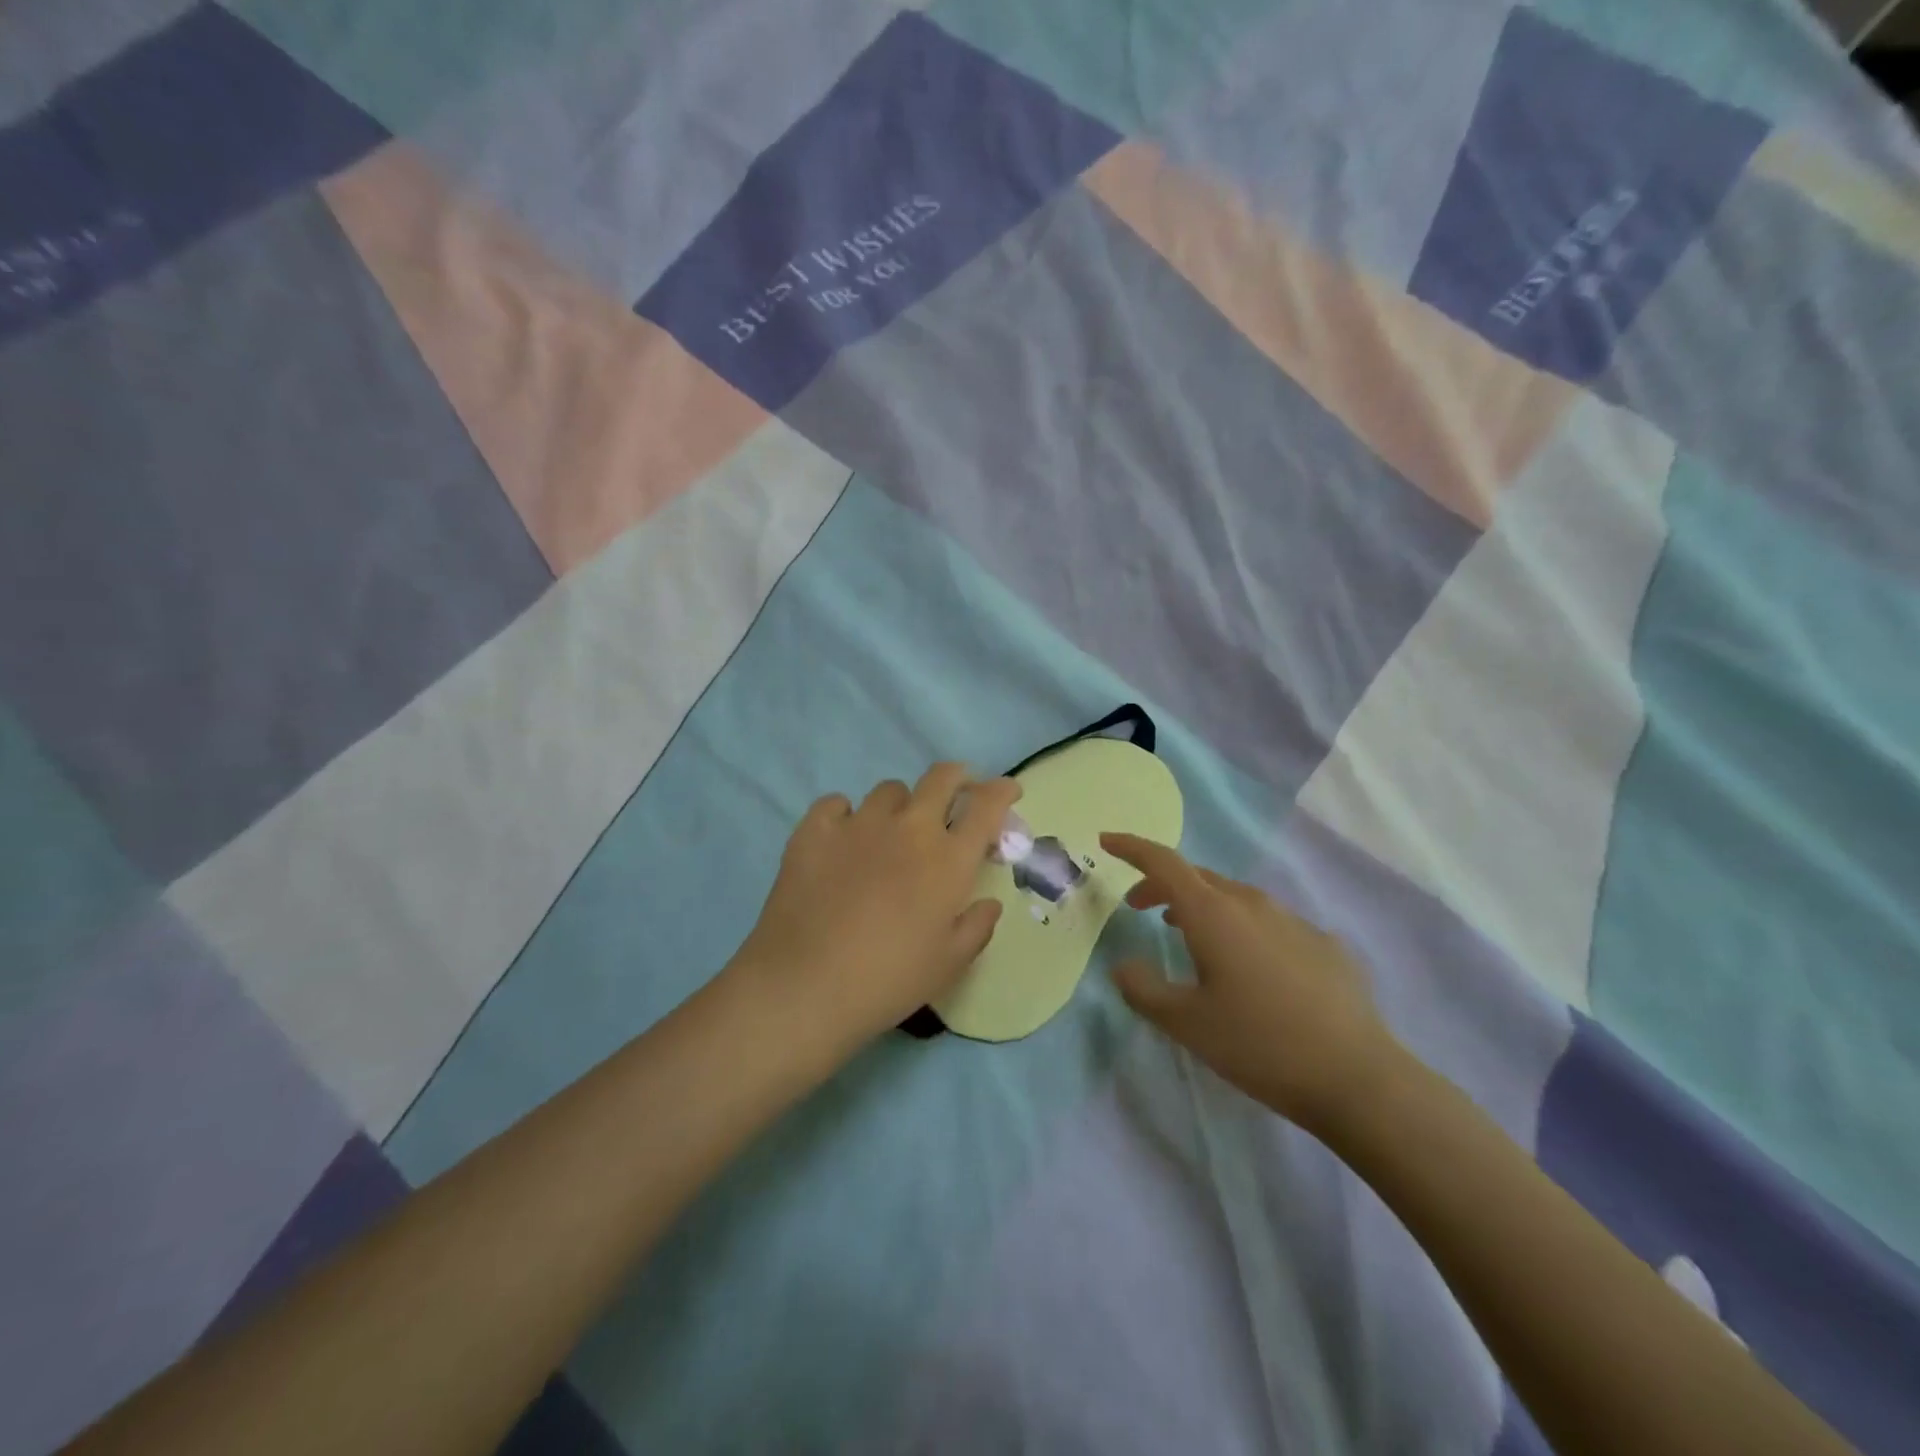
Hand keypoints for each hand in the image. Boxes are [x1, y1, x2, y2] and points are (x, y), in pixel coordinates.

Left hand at [732, 765, 1022, 1058]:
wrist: (806, 985)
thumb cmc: (889, 980)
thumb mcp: (948, 964)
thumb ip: (976, 927)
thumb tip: (988, 903)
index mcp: (949, 859)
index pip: (986, 806)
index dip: (1002, 790)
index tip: (1007, 790)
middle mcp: (909, 828)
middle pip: (941, 777)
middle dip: (957, 777)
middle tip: (956, 793)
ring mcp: (859, 823)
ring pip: (889, 790)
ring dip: (900, 805)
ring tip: (891, 832)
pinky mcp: (814, 830)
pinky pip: (836, 804)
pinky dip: (845, 815)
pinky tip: (841, 839)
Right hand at [1102, 833, 1400, 1130]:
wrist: (1357, 1077)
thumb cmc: (1258, 1044)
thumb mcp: (1185, 1023)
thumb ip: (1143, 989)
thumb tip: (1122, 966)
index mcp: (1213, 914)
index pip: (1163, 863)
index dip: (1131, 848)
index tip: (1106, 841)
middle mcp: (1252, 904)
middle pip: (1197, 877)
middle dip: (1161, 884)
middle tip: (1139, 908)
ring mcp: (1293, 921)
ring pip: (1235, 897)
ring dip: (1202, 906)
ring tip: (1187, 933)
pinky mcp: (1324, 944)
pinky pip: (1270, 923)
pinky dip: (1243, 929)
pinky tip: (1251, 969)